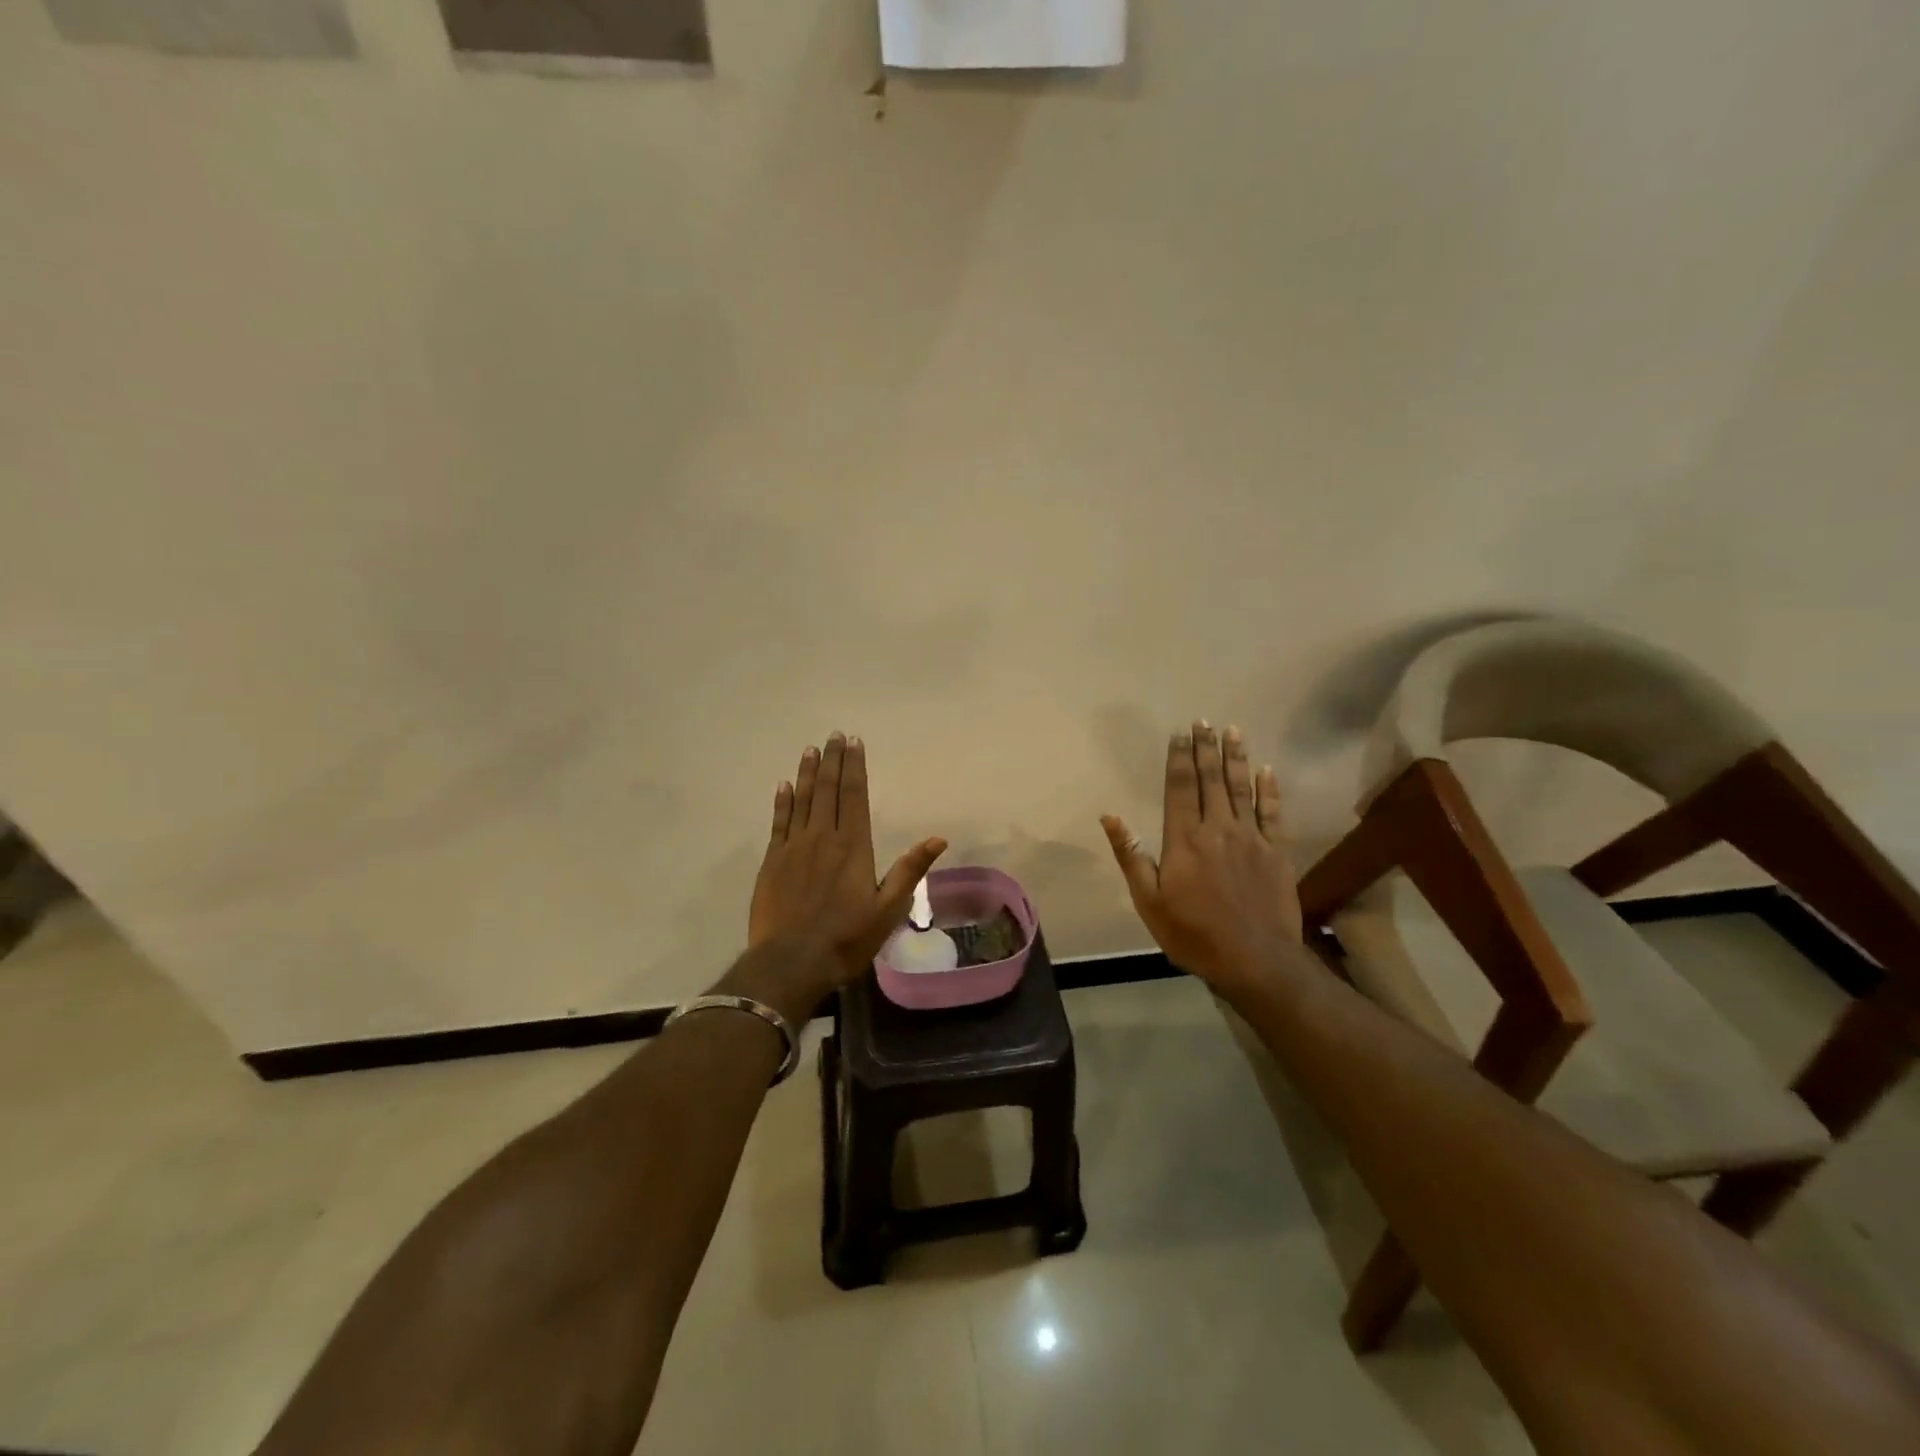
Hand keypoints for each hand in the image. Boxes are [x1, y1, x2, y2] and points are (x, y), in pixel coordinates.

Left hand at [747, 732, 947, 990]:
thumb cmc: (846, 938)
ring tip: (811, 750)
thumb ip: (910, 870)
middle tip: (833, 735)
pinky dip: (782, 801)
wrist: (791, 962)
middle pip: (828, 790)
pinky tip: (783, 785)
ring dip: (807, 773)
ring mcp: (794, 847)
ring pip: (802, 799)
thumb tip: (939, 838)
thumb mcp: (888, 909)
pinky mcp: (772, 861)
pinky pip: (778, 822)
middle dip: (832, 760)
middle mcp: (823, 837)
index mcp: (854, 846)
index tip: (854, 742)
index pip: (855, 796)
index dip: (855, 767)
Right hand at [1100, 721, 1302, 991]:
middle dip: (1205, 748)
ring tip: (1232, 731)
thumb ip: (1131, 856)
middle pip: (1210, 780)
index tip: (1178, 734)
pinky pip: (1273, 812)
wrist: (1255, 961)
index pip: (1179, 787)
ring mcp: (1251, 838)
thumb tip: (1110, 816)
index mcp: (1184, 839)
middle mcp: (1218, 828)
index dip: (1178, 758)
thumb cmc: (1193, 934)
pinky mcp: (1277, 852)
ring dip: (1235, 758)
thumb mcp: (1149, 901)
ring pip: (1242, 788)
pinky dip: (1269, 789)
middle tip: (1203, 721)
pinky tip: (1266, 770)